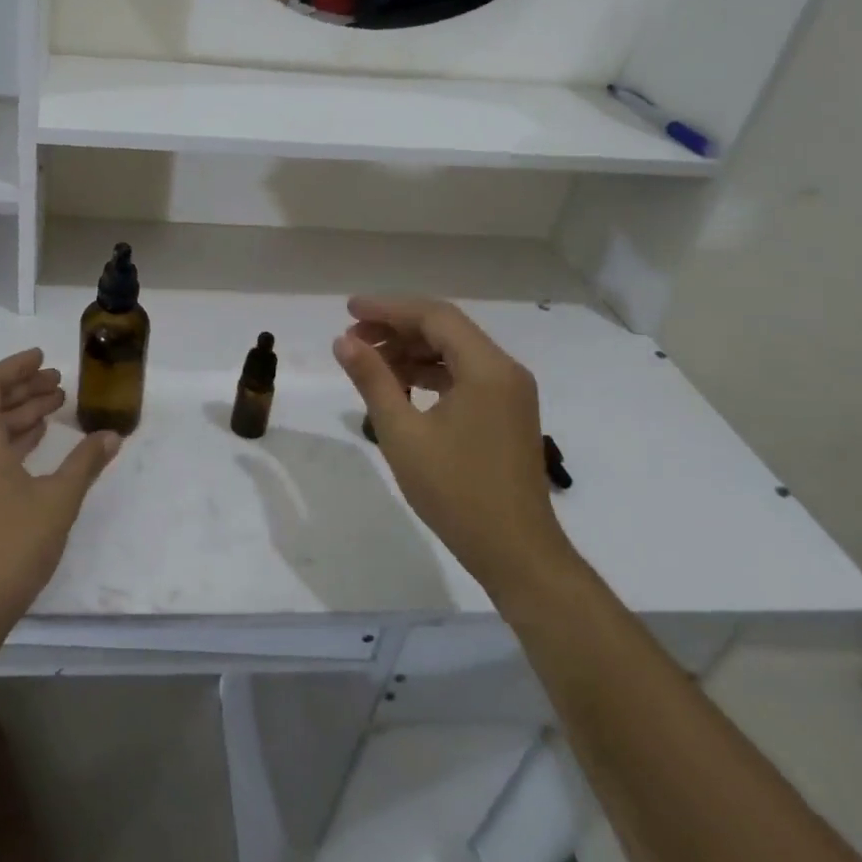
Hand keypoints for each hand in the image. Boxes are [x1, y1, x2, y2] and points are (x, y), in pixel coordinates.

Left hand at [0, 349, 122, 634]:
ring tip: (56, 409)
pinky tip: (36, 444)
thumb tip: (111, 435)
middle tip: (60, 384)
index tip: (44, 358)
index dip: (15, 367)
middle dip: (24, 390)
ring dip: (19, 416)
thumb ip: (85, 462)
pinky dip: (8, 440)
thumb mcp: (58, 500)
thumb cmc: (11, 545)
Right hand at [332, 296, 572, 596]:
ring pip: (455, 351)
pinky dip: (430, 373)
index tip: (348, 310)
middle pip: (446, 329)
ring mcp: (510, 392)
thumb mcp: (403, 434)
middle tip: (352, 339)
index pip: (434, 317)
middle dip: (397, 328)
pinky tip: (401, 386)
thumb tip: (344, 341)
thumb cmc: (456, 492)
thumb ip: (373, 380)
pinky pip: (465, 375)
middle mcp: (505, 370)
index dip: (388, 308)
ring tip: (369, 361)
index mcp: (486, 368)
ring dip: (412, 350)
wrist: (517, 553)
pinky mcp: (508, 413)